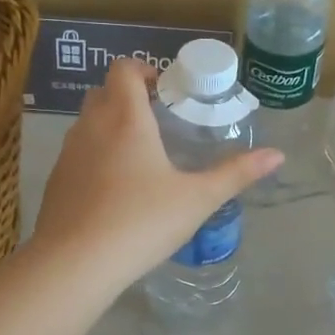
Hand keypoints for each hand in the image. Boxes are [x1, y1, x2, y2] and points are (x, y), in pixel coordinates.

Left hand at [32, 57, 282, 291]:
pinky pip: (77, 153)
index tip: (166, 90)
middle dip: (129, 96)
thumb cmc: (141, 221)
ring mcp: (68, 154)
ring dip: (110, 125)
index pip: (124, 69)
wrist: (75, 264)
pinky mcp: (56, 181)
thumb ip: (236, 173)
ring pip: (87, 123)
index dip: (144, 70)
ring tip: (141, 155)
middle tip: (159, 119)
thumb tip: (278, 155)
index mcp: (125, 119)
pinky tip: (115, 189)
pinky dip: (95, 155)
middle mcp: (91, 126)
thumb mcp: (197, 199)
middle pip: (104, 92)